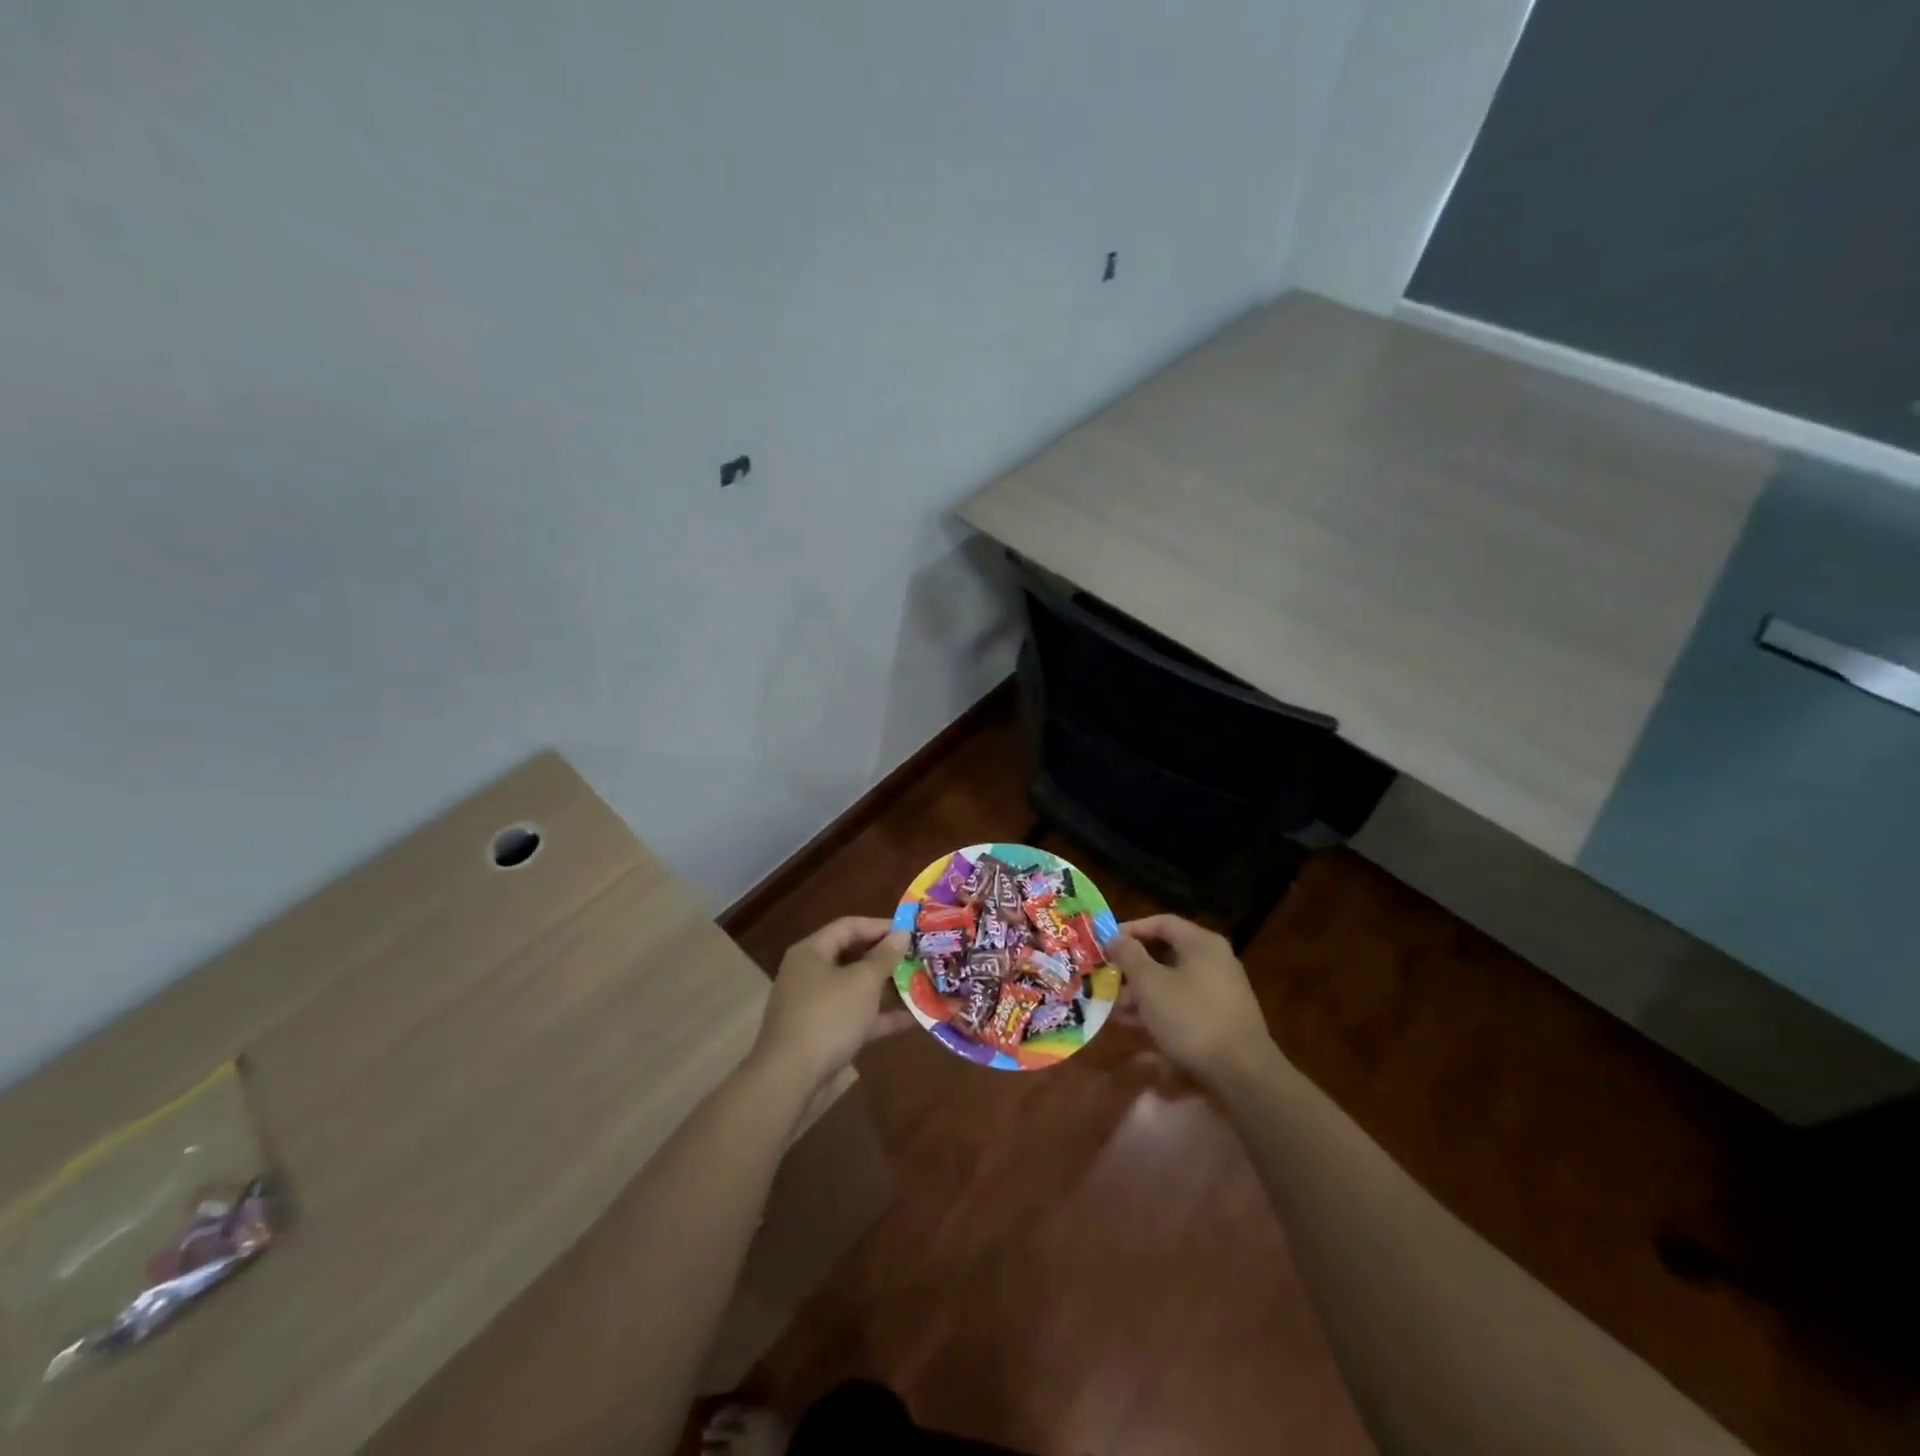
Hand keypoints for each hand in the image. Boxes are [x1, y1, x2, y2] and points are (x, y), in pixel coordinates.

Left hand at [749, 917, 912, 1092]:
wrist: (790, 1079)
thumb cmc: (827, 1017)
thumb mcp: (862, 982)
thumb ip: (884, 957)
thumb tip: (900, 934)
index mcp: (811, 952)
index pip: (848, 926)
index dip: (880, 926)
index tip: (911, 931)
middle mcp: (810, 974)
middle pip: (852, 957)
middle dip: (887, 959)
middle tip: (918, 958)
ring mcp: (815, 1006)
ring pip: (856, 989)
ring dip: (887, 988)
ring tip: (922, 985)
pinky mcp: (823, 1034)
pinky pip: (856, 1017)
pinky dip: (880, 1016)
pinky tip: (913, 1019)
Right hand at [1107, 914, 1278, 1085]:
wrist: (1243, 1074)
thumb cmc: (1191, 1018)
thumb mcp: (1151, 984)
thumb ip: (1129, 956)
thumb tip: (1115, 937)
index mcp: (1201, 943)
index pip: (1161, 922)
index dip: (1131, 929)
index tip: (1106, 944)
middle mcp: (1215, 960)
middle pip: (1166, 952)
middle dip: (1133, 966)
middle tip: (1108, 977)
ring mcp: (1221, 989)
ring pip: (1173, 980)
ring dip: (1142, 991)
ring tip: (1115, 1007)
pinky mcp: (1221, 1016)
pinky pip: (1183, 1001)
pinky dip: (1160, 1007)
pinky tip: (1136, 1024)